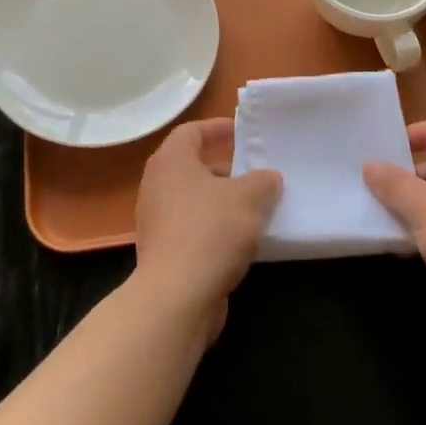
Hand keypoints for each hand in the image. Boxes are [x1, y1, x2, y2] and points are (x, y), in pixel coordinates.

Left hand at [132, 118, 280, 339]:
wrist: (176, 296)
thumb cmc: (211, 231)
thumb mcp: (249, 197)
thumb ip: (263, 181)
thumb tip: (268, 178)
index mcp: (171, 162)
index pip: (191, 131)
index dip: (217, 128)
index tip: (241, 132)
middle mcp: (157, 186)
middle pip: (193, 167)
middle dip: (227, 170)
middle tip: (257, 174)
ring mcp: (157, 221)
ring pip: (196, 201)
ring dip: (224, 202)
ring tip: (258, 208)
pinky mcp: (164, 252)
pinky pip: (194, 229)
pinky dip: (217, 229)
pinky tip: (244, 241)